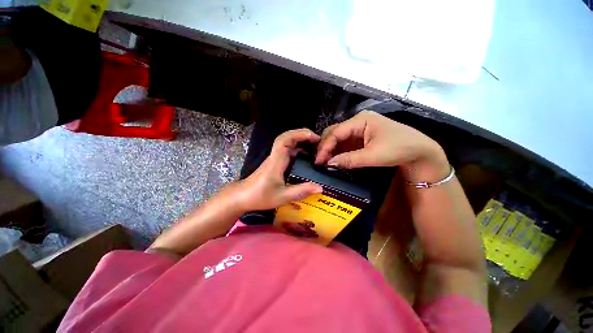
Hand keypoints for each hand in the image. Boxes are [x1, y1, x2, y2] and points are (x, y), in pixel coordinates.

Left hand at [235, 129, 322, 210]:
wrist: (243, 197)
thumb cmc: (260, 196)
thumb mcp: (283, 196)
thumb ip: (301, 191)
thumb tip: (320, 187)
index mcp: (276, 160)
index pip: (285, 140)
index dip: (299, 134)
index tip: (314, 137)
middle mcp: (276, 156)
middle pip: (287, 137)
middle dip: (303, 135)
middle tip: (318, 142)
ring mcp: (275, 158)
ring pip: (288, 144)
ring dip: (301, 143)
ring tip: (316, 149)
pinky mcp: (275, 162)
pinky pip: (288, 151)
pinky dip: (299, 151)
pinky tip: (307, 158)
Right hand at [315, 110, 449, 181]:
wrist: (420, 152)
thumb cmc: (399, 149)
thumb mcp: (373, 155)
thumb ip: (349, 159)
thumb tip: (329, 164)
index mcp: (361, 120)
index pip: (336, 132)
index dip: (325, 147)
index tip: (318, 161)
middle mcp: (358, 122)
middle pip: (334, 132)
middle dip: (325, 147)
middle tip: (319, 161)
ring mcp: (360, 129)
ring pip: (339, 138)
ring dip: (331, 150)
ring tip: (324, 161)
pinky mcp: (362, 138)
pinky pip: (346, 144)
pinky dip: (339, 152)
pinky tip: (334, 159)